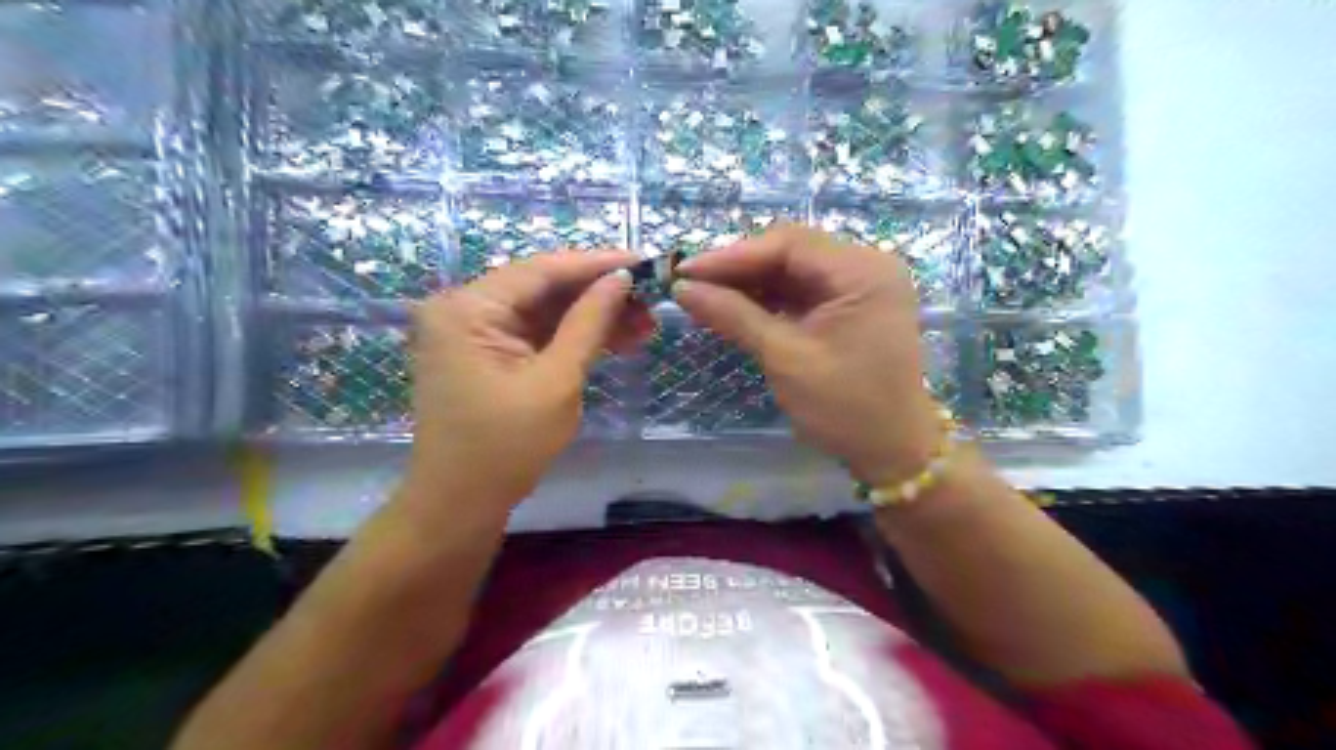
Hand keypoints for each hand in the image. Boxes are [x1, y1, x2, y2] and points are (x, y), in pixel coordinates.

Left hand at [411, 256, 657, 518]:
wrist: (460, 505)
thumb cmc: (505, 448)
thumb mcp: (556, 382)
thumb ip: (589, 324)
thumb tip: (622, 279)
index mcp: (469, 308)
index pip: (542, 270)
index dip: (598, 264)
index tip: (646, 261)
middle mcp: (465, 309)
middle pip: (544, 288)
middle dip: (600, 294)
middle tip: (653, 299)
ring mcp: (475, 332)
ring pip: (546, 311)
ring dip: (594, 317)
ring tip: (646, 323)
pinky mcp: (489, 354)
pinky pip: (538, 334)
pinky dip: (575, 337)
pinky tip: (619, 339)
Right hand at [679, 222, 937, 487]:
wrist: (892, 452)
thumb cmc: (845, 407)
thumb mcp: (785, 358)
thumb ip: (734, 315)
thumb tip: (683, 289)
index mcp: (862, 271)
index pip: (788, 244)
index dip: (732, 256)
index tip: (685, 272)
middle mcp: (866, 266)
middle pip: (790, 252)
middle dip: (739, 268)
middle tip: (692, 285)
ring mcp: (860, 286)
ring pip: (793, 271)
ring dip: (750, 283)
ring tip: (705, 297)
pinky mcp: (850, 306)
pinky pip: (802, 292)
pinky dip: (768, 300)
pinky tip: (735, 308)